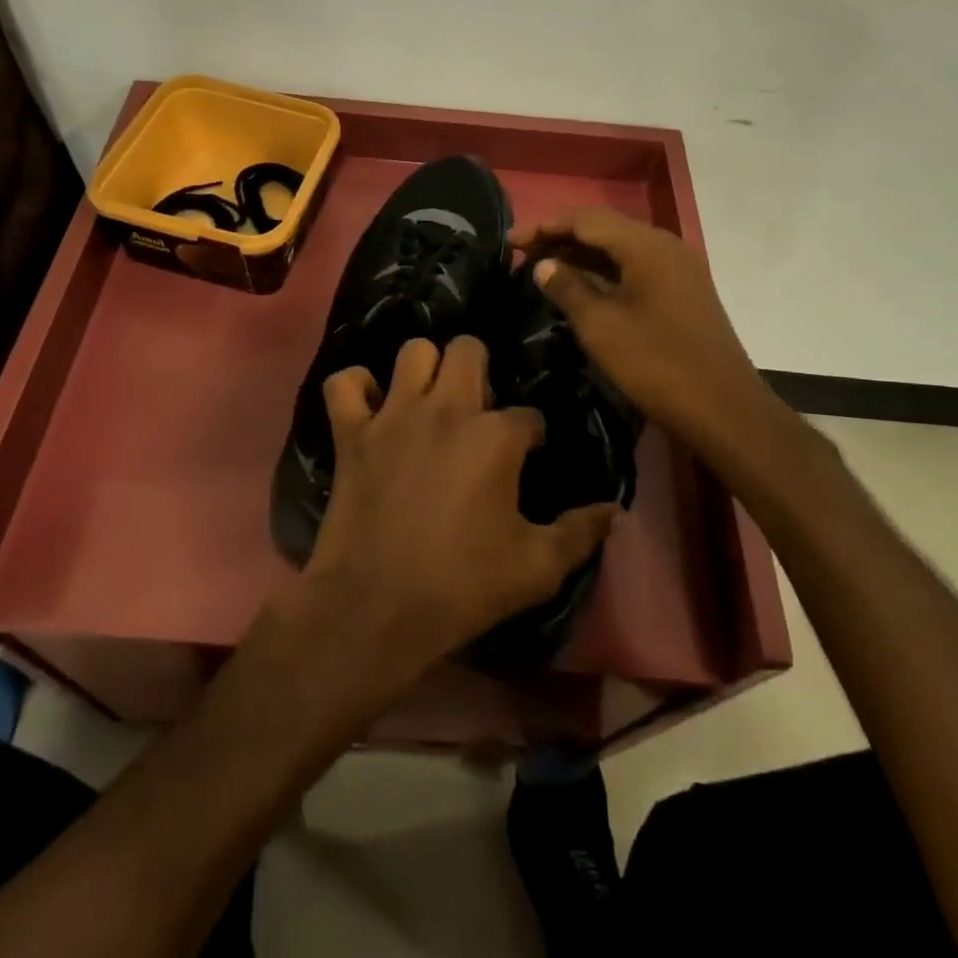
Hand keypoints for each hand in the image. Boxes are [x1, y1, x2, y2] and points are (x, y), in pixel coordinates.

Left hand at [300, 336, 618, 675]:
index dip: (531, 435)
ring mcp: (393, 415)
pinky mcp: (351, 432)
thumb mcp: (537, 569)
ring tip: (429, 399)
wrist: (376, 608)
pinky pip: (344, 383)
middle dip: (480, 370)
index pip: (528, 415)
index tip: (526, 458)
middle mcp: (446, 409)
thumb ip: (580, 533)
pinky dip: (356, 388)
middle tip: (477, 410)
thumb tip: (614, 509)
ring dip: (424, 369)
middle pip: (469, 350)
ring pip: (412, 351)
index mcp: (495, 437)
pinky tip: (370, 407)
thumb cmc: (462, 586)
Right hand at [510, 207, 769, 465]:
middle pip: (604, 228)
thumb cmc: (657, 365)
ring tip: (542, 266)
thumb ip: (568, 288)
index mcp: (647, 246)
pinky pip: (634, 268)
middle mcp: (665, 247)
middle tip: (521, 252)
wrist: (724, 410)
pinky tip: (580, 286)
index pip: (586, 219)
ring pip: (620, 249)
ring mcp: (677, 270)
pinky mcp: (681, 292)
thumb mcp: (601, 327)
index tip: (509, 241)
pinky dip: (603, 272)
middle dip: (560, 236)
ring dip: (580, 254)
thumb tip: (543, 264)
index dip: (544, 226)